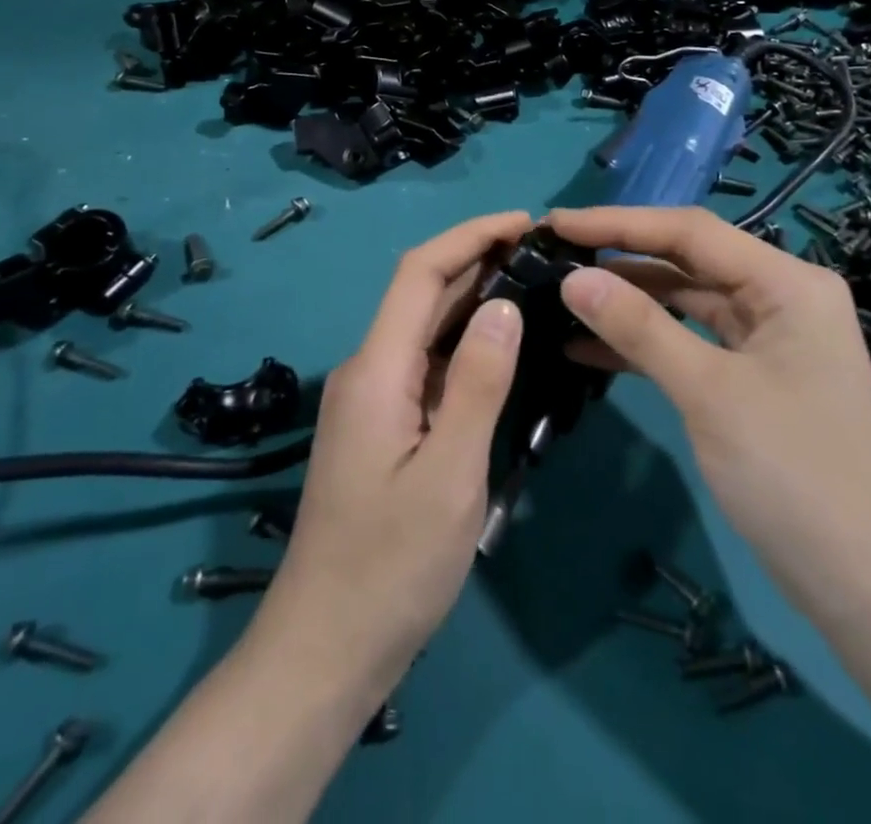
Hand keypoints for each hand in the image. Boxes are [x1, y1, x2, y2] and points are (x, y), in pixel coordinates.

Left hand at [252, 210, 532, 698]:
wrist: (326, 649)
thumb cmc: (391, 566)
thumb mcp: (450, 475)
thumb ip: (478, 384)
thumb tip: (503, 304)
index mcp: (377, 369)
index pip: (420, 273)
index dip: (470, 236)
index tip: (525, 221)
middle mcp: (368, 369)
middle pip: (422, 293)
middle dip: (478, 259)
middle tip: (544, 253)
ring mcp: (373, 398)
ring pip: (425, 328)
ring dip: (474, 298)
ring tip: (535, 284)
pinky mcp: (383, 425)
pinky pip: (427, 364)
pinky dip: (466, 342)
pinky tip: (504, 347)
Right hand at [549, 206, 870, 607]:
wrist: (865, 587)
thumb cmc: (794, 475)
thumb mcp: (709, 393)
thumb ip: (639, 327)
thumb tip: (572, 279)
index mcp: (787, 282)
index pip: (691, 232)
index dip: (619, 223)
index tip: (557, 224)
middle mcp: (781, 296)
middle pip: (689, 261)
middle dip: (621, 259)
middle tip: (555, 256)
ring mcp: (769, 338)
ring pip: (687, 301)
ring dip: (629, 302)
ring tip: (563, 297)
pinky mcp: (755, 376)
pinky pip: (692, 342)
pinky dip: (646, 344)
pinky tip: (588, 347)